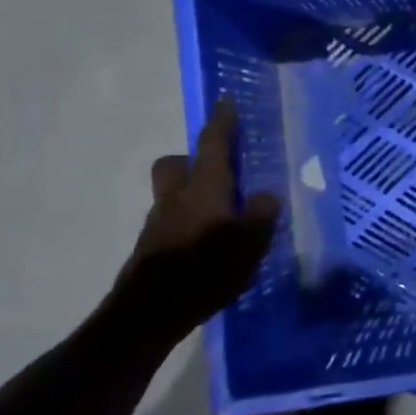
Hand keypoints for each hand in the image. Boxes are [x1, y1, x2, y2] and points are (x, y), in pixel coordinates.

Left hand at [122, 98, 281, 333]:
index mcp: (204, 188)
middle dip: (193, 160)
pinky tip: (208, 245)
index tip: (226, 101)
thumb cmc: (206, 269)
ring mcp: (159, 223)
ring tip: (222, 215)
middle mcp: (177, 197)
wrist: (150, 312)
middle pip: (176, 164)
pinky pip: (172, 221)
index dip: (222, 122)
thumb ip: (260, 214)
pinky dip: (188, 223)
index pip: (213, 144)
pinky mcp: (151, 248)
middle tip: (219, 171)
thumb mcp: (249, 242)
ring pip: (173, 193)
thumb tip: (265, 196)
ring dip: (192, 194)